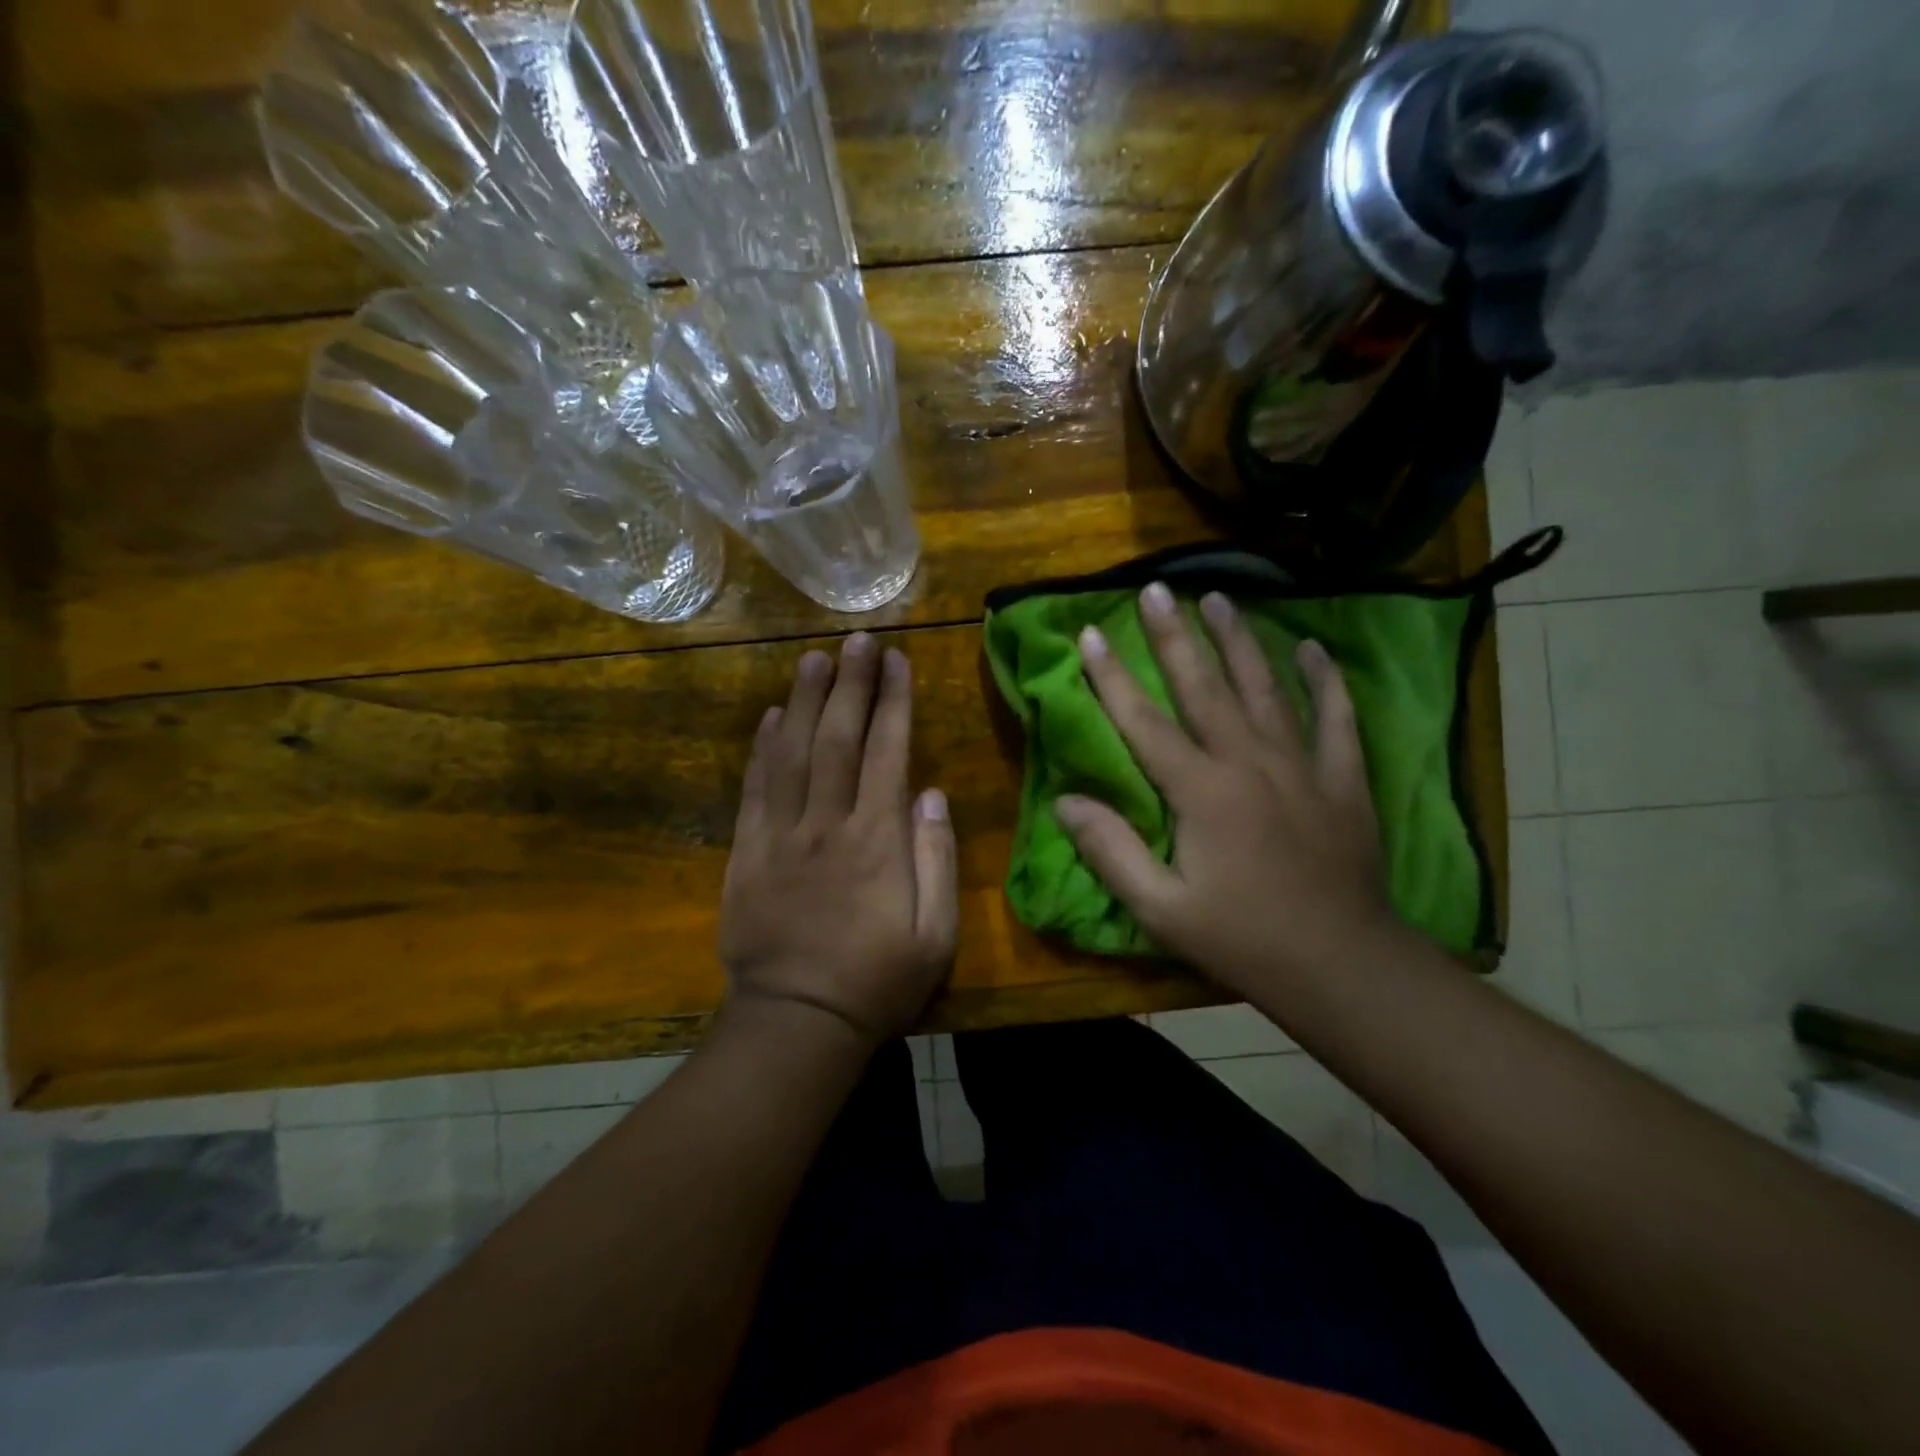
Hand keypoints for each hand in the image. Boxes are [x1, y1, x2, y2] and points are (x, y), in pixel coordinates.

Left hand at [719, 633, 958, 1043]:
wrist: (797, 1022)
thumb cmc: (877, 981)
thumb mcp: (935, 934)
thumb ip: (936, 858)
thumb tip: (932, 793)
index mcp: (877, 840)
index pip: (887, 752)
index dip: (892, 702)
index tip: (896, 660)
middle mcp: (827, 824)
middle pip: (837, 738)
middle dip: (849, 684)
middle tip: (856, 639)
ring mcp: (780, 836)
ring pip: (790, 753)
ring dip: (802, 701)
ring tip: (811, 658)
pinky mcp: (746, 854)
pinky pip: (754, 790)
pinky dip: (761, 749)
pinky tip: (768, 717)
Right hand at [1054, 583, 1400, 996]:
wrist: (1342, 966)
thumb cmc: (1242, 939)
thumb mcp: (1161, 909)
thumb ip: (1110, 851)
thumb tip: (1065, 801)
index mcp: (1201, 792)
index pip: (1143, 722)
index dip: (1111, 677)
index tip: (1089, 633)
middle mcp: (1249, 763)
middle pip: (1205, 687)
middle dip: (1175, 636)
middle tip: (1156, 589)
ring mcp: (1302, 767)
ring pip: (1266, 688)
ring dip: (1240, 641)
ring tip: (1220, 598)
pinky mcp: (1343, 780)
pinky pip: (1335, 718)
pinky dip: (1324, 680)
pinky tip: (1312, 647)